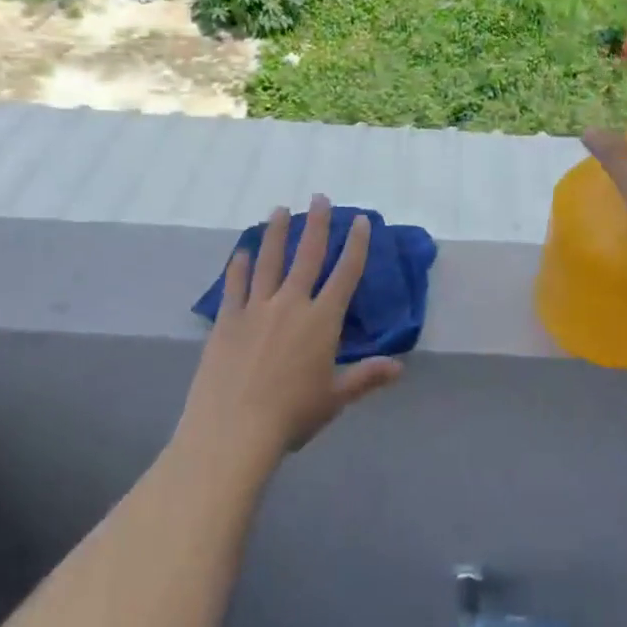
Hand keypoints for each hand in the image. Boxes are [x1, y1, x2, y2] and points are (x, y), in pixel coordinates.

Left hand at [179, 194, 400, 470]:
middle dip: (316, 224)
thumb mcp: (335, 398)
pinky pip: (235, 285)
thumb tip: (399, 367)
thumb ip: (366, 377)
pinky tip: (243, 252)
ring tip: (280, 209)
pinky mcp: (227, 320)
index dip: (355, 244)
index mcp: (322, 321)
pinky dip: (240, 266)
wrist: (233, 430)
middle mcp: (291, 304)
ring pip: (269, 260)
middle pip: (308, 255)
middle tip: (319, 196)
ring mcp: (256, 309)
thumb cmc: (291, 415)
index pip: (345, 274)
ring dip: (277, 233)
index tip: (359, 219)